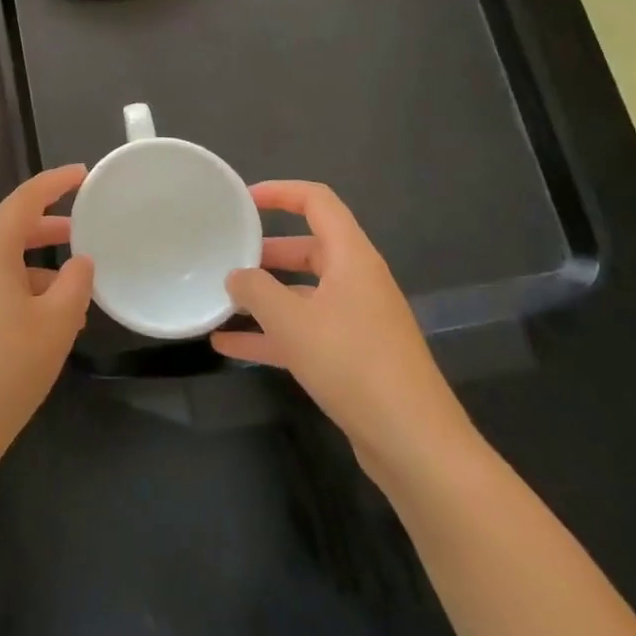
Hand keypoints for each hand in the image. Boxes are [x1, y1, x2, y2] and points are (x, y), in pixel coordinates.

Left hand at [0, 164, 93, 476]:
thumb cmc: (7, 367)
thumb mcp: (57, 322)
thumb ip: (75, 283)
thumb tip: (79, 262)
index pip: (24, 199)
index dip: (54, 182)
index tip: (81, 173)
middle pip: (10, 228)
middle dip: (48, 226)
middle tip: (83, 228)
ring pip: (2, 262)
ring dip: (38, 267)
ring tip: (75, 290)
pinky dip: (21, 289)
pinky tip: (47, 321)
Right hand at [210, 181, 479, 485]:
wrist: (414, 443)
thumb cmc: (352, 364)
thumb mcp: (291, 322)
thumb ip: (256, 290)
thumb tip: (236, 277)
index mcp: (352, 257)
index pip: (317, 201)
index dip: (279, 192)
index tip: (242, 201)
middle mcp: (357, 281)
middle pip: (308, 248)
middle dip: (266, 251)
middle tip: (228, 256)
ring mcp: (357, 320)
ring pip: (303, 294)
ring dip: (265, 296)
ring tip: (221, 300)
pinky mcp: (354, 357)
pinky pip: (306, 332)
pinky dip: (272, 334)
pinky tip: (230, 346)